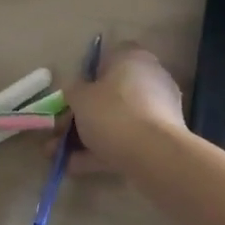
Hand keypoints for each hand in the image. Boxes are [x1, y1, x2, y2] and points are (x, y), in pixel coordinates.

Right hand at [63, 45, 187, 173]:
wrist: (154, 155)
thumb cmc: (112, 113)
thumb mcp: (79, 98)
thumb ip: (73, 91)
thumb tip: (77, 93)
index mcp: (132, 57)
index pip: (107, 58)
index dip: (87, 77)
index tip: (73, 97)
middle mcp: (150, 77)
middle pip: (112, 93)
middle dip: (84, 114)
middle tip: (62, 131)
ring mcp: (160, 108)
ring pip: (118, 119)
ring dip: (90, 136)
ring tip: (62, 155)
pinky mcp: (163, 137)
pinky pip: (128, 138)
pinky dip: (104, 150)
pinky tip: (78, 166)